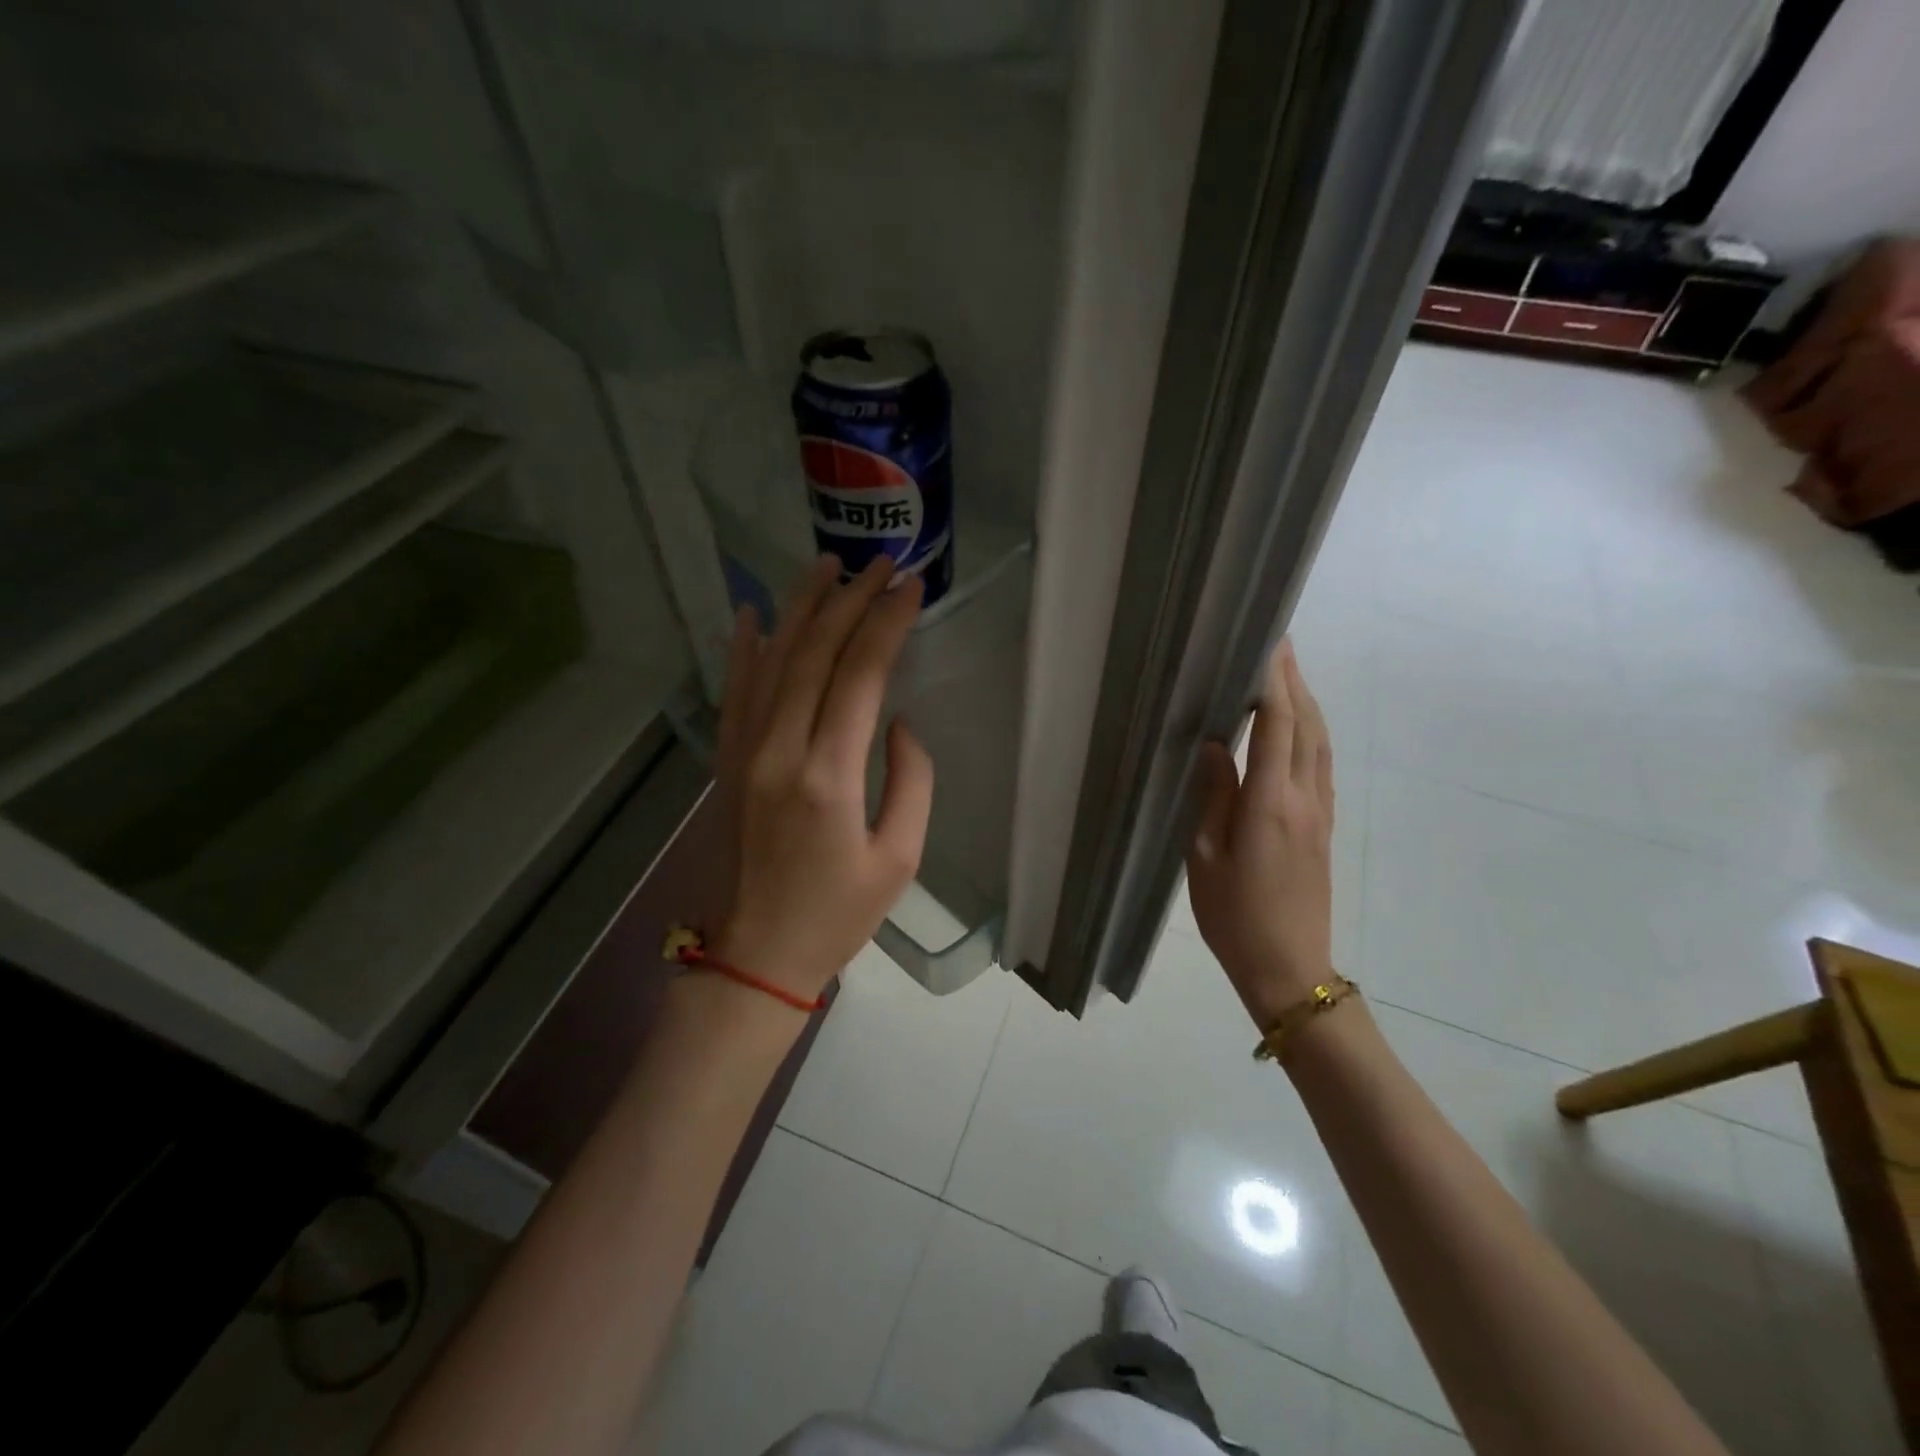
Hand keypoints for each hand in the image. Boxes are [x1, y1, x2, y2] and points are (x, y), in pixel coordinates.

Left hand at [709, 555, 932, 1002]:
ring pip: (771, 661)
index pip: (860, 676)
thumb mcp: (900, 858)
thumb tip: (898, 722)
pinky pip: (735, 691)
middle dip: (850, 601)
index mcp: (828, 777)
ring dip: (800, 608)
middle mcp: (779, 752)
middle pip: (814, 654)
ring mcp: (744, 753)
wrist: (754, 955)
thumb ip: (911, 781)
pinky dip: (743, 648)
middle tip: (880, 563)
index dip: (887, 624)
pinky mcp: (727, 762)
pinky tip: (751, 613)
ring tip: (826, 565)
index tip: (911, 586)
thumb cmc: (837, 915)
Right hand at [1186, 638, 1334, 1030]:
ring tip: (1286, 677)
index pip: (1278, 727)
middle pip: (1307, 727)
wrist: (1289, 968)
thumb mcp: (1206, 857)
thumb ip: (1213, 797)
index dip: (1274, 684)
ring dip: (1307, 705)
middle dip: (1295, 683)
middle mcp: (1304, 799)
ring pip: (1320, 744)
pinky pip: (1321, 766)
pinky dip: (1311, 734)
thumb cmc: (1234, 916)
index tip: (1268, 645)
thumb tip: (1216, 745)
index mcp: (1270, 804)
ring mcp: (1320, 813)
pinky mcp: (1324, 827)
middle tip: (1279, 646)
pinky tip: (1297, 730)